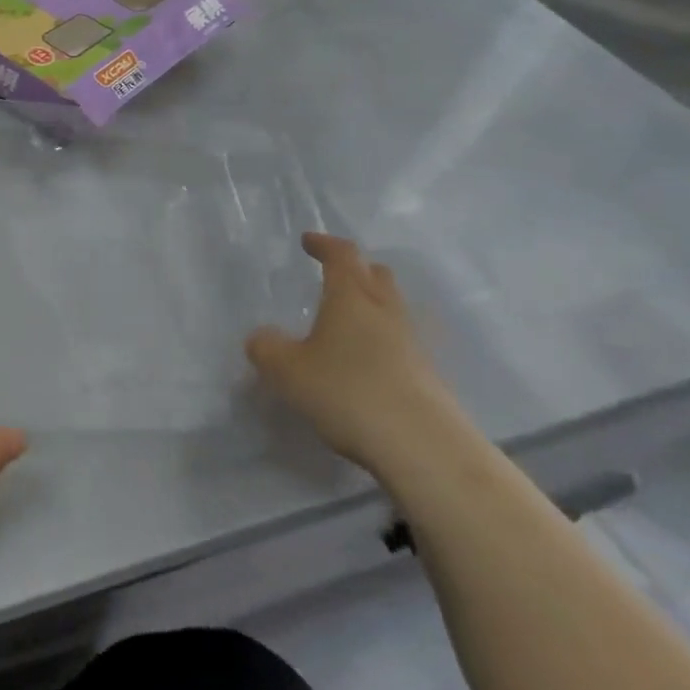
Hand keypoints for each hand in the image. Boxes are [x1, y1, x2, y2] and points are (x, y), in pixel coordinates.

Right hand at [246, 233, 464, 476]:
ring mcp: (413, 343)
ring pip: (392, 309)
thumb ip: (267, 349)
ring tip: (346, 322)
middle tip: (333, 276)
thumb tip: (261, 338)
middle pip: (376, 275)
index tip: (308, 241)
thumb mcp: (287, 371)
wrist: (425, 448)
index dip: (324, 244)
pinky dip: (381, 341)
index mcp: (351, 297)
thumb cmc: (348, 393)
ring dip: (371, 306)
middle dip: (355, 269)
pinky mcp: (428, 376)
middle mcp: (385, 311)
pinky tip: (364, 363)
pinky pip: (401, 343)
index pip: (341, 254)